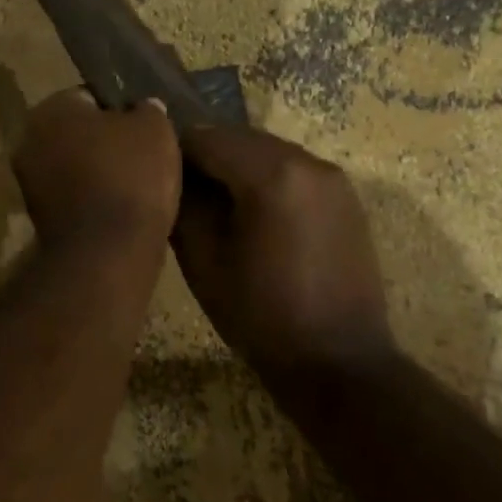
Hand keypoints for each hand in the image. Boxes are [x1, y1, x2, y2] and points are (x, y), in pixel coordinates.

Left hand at [13, 89, 180, 250]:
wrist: (108, 252)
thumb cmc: (131, 176)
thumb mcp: (155, 128)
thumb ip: (147, 109)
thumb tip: (142, 108)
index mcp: (51, 108)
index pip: (90, 96)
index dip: (122, 109)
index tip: (145, 127)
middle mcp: (29, 139)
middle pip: (79, 133)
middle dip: (106, 142)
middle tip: (143, 155)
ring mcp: (28, 182)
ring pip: (75, 166)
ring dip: (99, 173)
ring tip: (137, 186)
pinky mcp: (38, 218)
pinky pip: (74, 197)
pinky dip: (93, 200)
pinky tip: (122, 209)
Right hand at [174, 126, 393, 367]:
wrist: (339, 363)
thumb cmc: (261, 316)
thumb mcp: (204, 262)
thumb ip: (183, 204)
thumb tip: (170, 174)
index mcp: (271, 174)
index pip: (206, 138)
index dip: (174, 154)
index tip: (155, 179)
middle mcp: (307, 161)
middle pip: (239, 138)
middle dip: (206, 158)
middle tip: (181, 193)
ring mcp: (332, 177)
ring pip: (267, 151)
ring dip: (236, 166)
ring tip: (216, 206)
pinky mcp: (345, 196)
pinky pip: (293, 170)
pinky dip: (266, 178)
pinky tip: (254, 215)